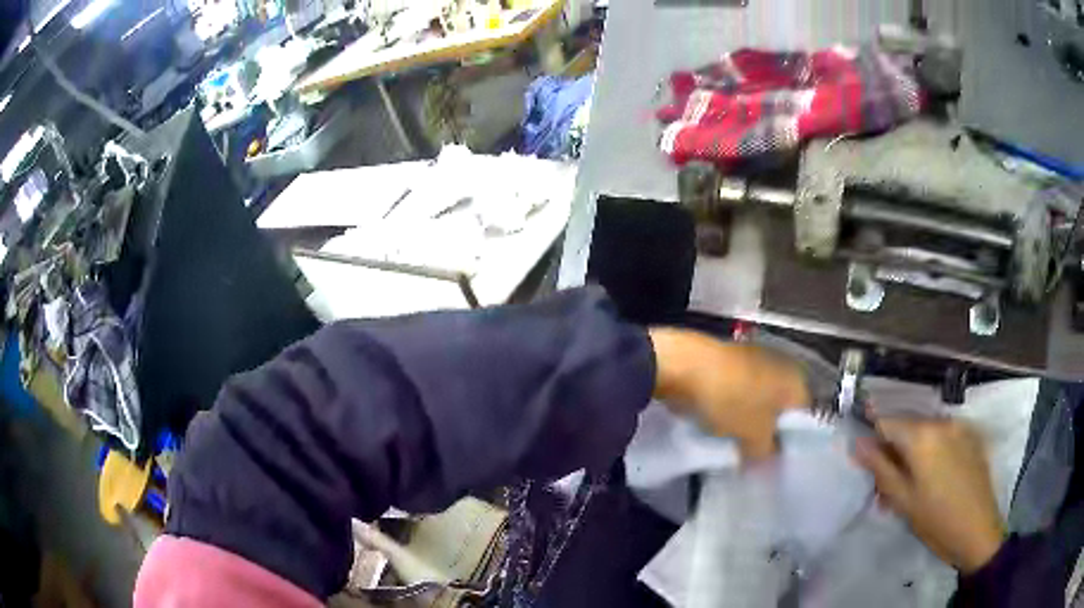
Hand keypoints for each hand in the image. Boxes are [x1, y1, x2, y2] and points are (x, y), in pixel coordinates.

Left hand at [649, 328, 809, 459]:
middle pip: (781, 406)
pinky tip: (719, 422)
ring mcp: (755, 358)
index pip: (804, 415)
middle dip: (768, 429)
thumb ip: (765, 451)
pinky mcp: (729, 359)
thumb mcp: (753, 437)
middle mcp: (781, 364)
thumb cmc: (730, 400)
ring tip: (735, 441)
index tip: (774, 458)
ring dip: (748, 417)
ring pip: (758, 398)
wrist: (684, 364)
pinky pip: (738, 390)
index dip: (790, 440)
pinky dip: (731, 405)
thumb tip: (766, 457)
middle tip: (754, 453)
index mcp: (795, 379)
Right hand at [853, 416, 1005, 573]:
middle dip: (893, 450)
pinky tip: (932, 479)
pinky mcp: (971, 436)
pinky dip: (932, 452)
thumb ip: (880, 468)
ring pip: (925, 432)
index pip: (886, 422)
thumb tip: (857, 443)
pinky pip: (944, 436)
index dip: (872, 437)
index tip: (863, 456)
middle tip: (886, 485)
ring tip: (909, 486)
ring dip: (912, 453)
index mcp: (922, 435)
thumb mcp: (903, 500)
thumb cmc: (936, 521)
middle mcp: (941, 421)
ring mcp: (959, 427)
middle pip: (907, 426)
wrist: (978, 529)